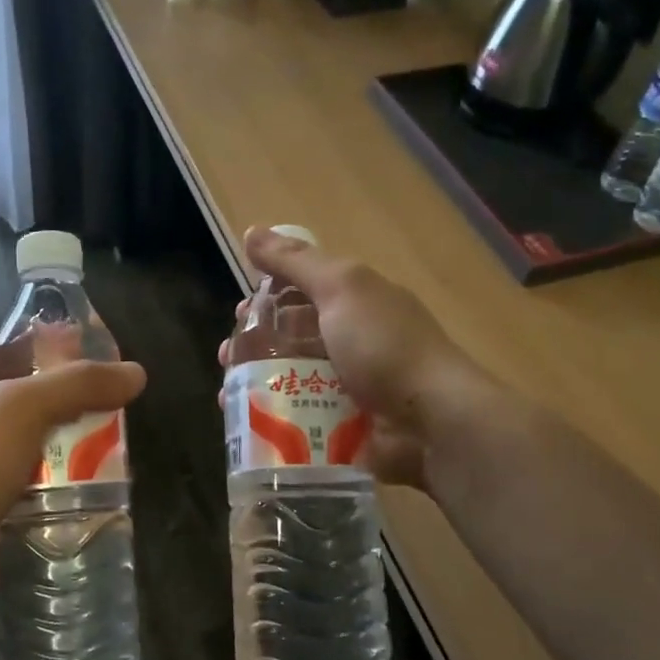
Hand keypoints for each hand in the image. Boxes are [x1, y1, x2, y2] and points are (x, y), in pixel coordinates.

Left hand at [0, 347, 146, 620]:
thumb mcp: (25, 408)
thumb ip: (81, 385)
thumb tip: (136, 373)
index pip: (22, 350)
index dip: (61, 347)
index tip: (107, 356)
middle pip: (34, 397)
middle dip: (76, 400)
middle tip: (124, 405)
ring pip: (38, 442)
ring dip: (73, 445)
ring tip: (122, 446)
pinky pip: (35, 484)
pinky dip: (62, 484)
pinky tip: (96, 488)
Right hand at [219, 227, 488, 490]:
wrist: (432, 421)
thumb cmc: (384, 346)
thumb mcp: (341, 288)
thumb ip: (296, 262)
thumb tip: (251, 231)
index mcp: (357, 304)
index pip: (304, 292)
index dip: (269, 297)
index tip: (240, 312)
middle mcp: (354, 343)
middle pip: (293, 338)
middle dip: (255, 344)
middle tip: (227, 358)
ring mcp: (351, 389)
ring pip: (291, 381)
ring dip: (256, 384)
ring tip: (228, 394)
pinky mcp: (347, 429)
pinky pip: (301, 421)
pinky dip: (272, 421)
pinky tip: (246, 425)